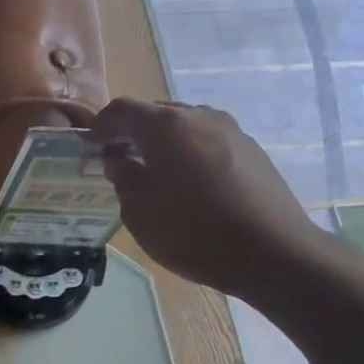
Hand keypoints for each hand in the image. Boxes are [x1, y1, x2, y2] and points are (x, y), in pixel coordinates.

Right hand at [94, 98, 329, 298]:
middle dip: (132, 132)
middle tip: (119, 160)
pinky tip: (188, 183)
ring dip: (162, 141)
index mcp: (166, 127)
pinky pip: (208, 140)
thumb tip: (120, 159)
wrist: (272, 253)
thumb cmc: (193, 233)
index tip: (90, 147)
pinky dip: (189, 151)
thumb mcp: (140, 212)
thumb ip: (124, 178)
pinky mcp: (252, 149)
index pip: (122, 110)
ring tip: (154, 172)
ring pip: (184, 125)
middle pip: (155, 112)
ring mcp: (231, 130)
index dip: (101, 126)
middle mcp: (199, 117)